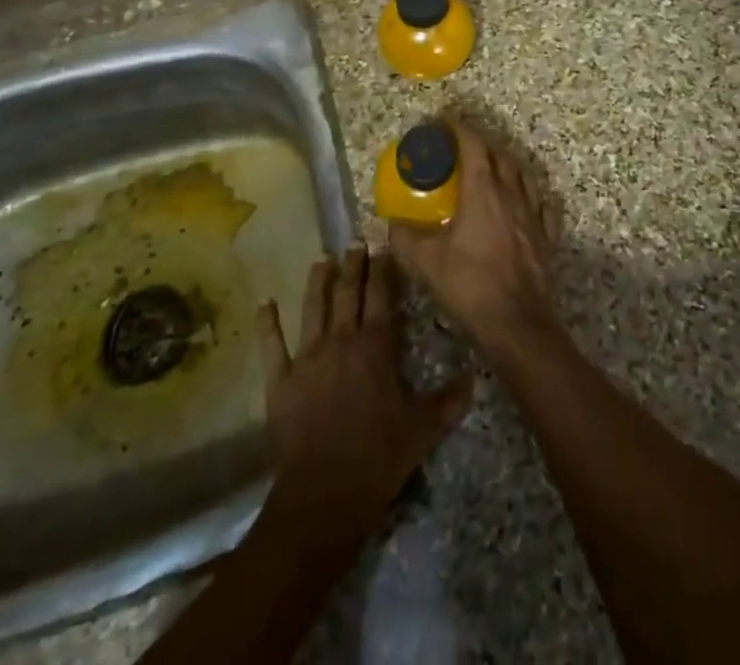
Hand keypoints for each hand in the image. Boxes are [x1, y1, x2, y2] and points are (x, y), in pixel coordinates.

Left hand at [255, 247, 472, 548]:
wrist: (323, 495)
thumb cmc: (377, 458)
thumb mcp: (422, 430)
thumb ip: (447, 402)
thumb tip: (474, 379)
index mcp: (374, 346)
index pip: (379, 296)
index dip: (381, 269)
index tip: (382, 247)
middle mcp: (340, 341)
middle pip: (345, 293)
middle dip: (351, 266)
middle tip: (354, 244)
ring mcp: (306, 359)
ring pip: (312, 309)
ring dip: (317, 283)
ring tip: (321, 261)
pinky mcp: (280, 382)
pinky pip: (272, 347)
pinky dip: (268, 325)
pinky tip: (265, 305)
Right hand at [389, 116, 560, 349]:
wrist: (516, 322)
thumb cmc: (470, 285)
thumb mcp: (427, 263)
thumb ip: (405, 239)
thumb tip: (390, 225)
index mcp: (483, 192)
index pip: (473, 146)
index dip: (460, 128)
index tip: (446, 118)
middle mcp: (511, 195)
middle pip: (500, 156)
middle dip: (481, 143)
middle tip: (464, 143)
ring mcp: (533, 215)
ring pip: (523, 176)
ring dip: (507, 164)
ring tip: (494, 166)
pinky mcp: (547, 237)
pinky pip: (543, 205)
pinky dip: (533, 195)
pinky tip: (529, 200)